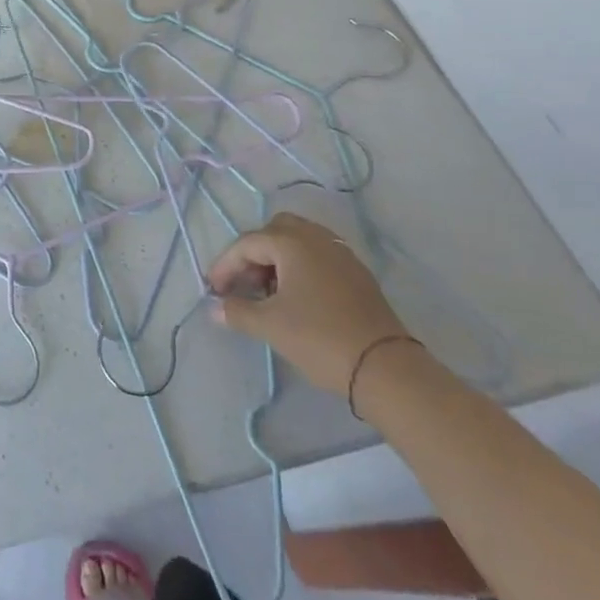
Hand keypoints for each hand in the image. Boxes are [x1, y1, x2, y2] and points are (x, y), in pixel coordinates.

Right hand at [207, 213, 413, 399]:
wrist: (386, 369)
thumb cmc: (319, 338)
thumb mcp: (270, 326)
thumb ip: (237, 311)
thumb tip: (215, 308)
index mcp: (292, 243)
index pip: (247, 243)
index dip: (225, 265)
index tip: (214, 290)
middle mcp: (317, 238)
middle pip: (275, 231)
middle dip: (254, 254)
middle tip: (244, 284)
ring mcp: (341, 255)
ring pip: (300, 242)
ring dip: (278, 260)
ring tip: (269, 293)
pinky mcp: (358, 275)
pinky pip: (319, 257)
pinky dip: (300, 268)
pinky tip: (297, 298)